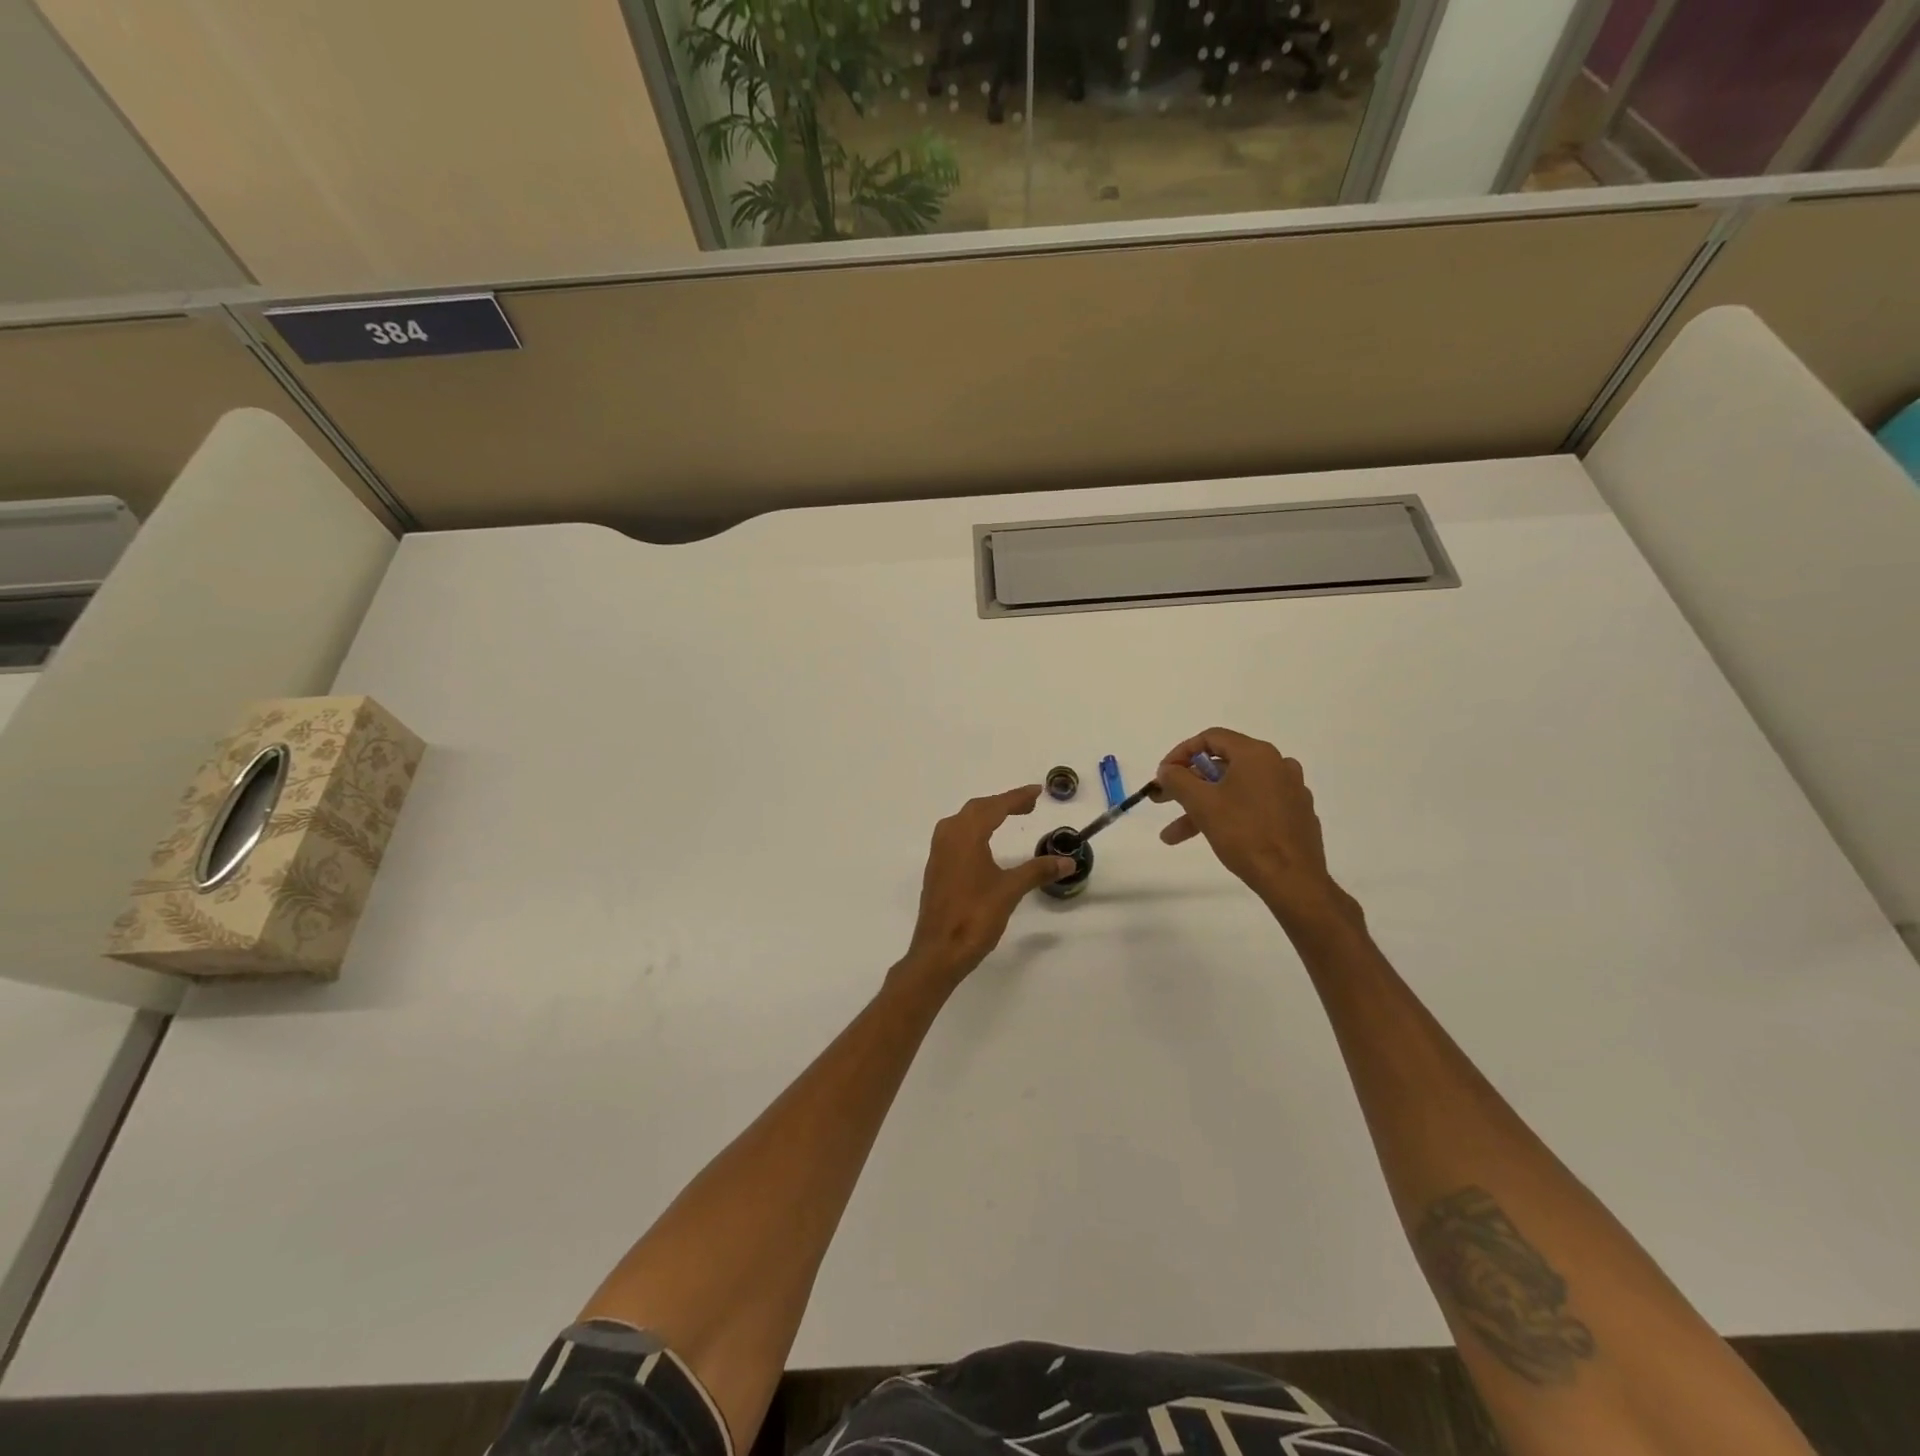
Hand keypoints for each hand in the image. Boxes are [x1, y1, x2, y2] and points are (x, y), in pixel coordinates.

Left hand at [898, 785, 1074, 993]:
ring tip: (1008, 817)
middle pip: (977, 809)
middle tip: (1029, 805)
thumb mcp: (1010, 891)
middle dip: (1003, 803)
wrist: (939, 951)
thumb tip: (1067, 861)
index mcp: (966, 835)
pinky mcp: (937, 869)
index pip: (994, 807)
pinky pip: (956, 836)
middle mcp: (948, 837)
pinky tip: (985, 843)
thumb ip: (1038, 871)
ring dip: (986, 815)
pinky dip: (975, 830)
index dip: (1016, 797)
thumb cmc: (974, 916)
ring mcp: (939, 853)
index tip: (1037, 791)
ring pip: (963, 821)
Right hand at [1150, 728, 1357, 928]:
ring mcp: (1290, 790)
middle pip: (1222, 765)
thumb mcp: (1201, 804)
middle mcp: (1277, 765)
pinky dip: (1229, 814)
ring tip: (1175, 835)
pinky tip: (1213, 835)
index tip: (1162, 775)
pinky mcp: (1296, 815)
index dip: (1180, 753)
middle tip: (1162, 800)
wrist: (1292, 879)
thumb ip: (1178, 779)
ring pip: (1235, 789)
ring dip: (1202, 806)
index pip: (1211, 738)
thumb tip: (1167, 769)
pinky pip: (1254, 805)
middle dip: (1187, 785)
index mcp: (1257, 754)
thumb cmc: (1244, 834)